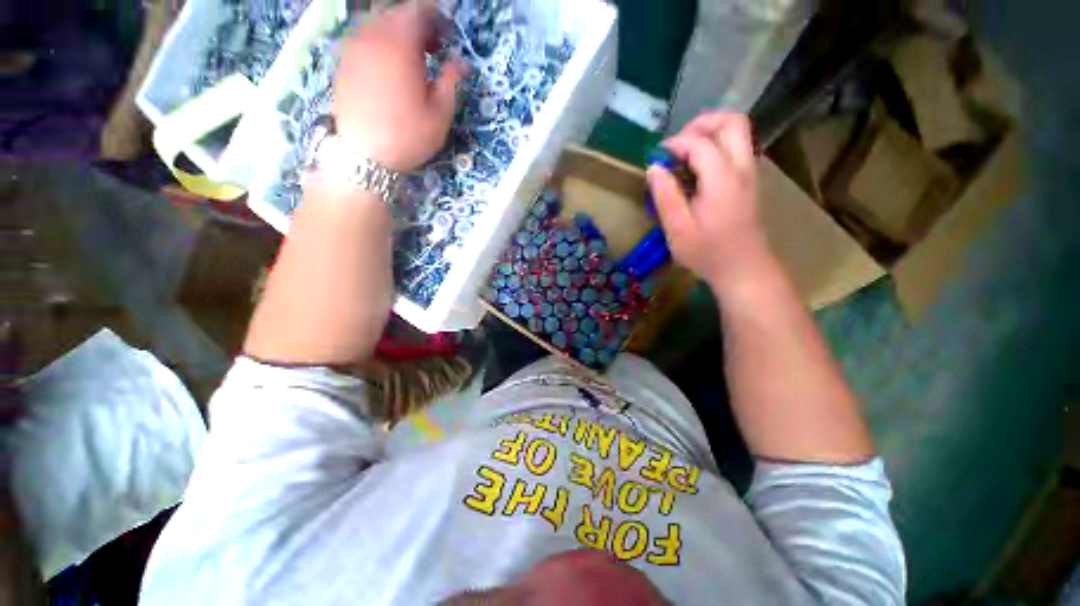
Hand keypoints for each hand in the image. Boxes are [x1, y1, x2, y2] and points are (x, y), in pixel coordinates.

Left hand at [332, 2, 466, 171]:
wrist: (364, 155)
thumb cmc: (408, 135)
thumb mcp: (440, 113)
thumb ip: (451, 81)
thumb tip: (462, 62)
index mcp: (400, 44)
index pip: (419, 10)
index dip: (437, 18)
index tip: (448, 37)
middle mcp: (373, 35)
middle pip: (397, 12)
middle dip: (418, 24)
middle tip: (433, 48)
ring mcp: (353, 45)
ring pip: (378, 21)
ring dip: (398, 31)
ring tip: (412, 57)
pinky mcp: (343, 59)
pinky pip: (364, 35)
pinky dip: (380, 40)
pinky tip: (390, 64)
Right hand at [646, 113, 765, 288]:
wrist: (744, 269)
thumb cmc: (707, 253)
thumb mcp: (678, 229)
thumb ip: (665, 196)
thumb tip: (653, 167)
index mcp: (722, 179)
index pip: (700, 143)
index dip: (674, 144)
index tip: (655, 158)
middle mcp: (741, 168)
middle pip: (731, 122)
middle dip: (701, 124)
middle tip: (676, 144)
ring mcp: (750, 173)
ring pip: (738, 132)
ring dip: (710, 133)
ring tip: (685, 153)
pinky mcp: (750, 181)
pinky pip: (737, 148)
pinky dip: (717, 146)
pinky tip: (699, 168)